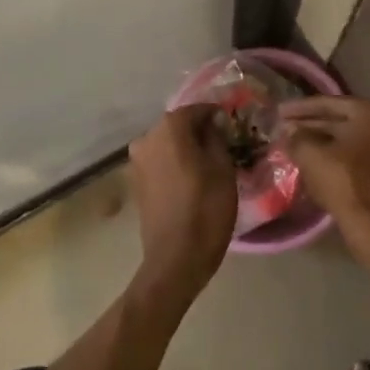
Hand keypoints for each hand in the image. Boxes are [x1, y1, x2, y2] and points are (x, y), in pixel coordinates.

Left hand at [128, 105, 237, 307]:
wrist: (176, 259)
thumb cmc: (206, 209)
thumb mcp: (223, 168)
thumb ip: (216, 137)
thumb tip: (211, 124)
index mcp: (169, 128)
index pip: (198, 109)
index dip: (217, 116)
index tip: (233, 127)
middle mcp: (148, 137)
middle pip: (180, 125)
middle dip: (200, 132)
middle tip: (223, 147)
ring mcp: (137, 161)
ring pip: (169, 144)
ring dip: (186, 149)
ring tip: (209, 165)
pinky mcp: (136, 182)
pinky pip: (160, 162)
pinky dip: (175, 164)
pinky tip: (191, 179)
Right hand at [278, 96, 369, 238]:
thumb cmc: (343, 182)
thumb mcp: (311, 155)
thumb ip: (297, 136)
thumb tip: (289, 130)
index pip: (329, 103)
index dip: (300, 108)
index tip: (279, 111)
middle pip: (342, 120)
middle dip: (312, 125)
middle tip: (286, 127)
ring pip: (350, 139)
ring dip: (323, 141)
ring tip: (296, 143)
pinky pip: (360, 154)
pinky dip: (338, 155)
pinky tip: (316, 160)